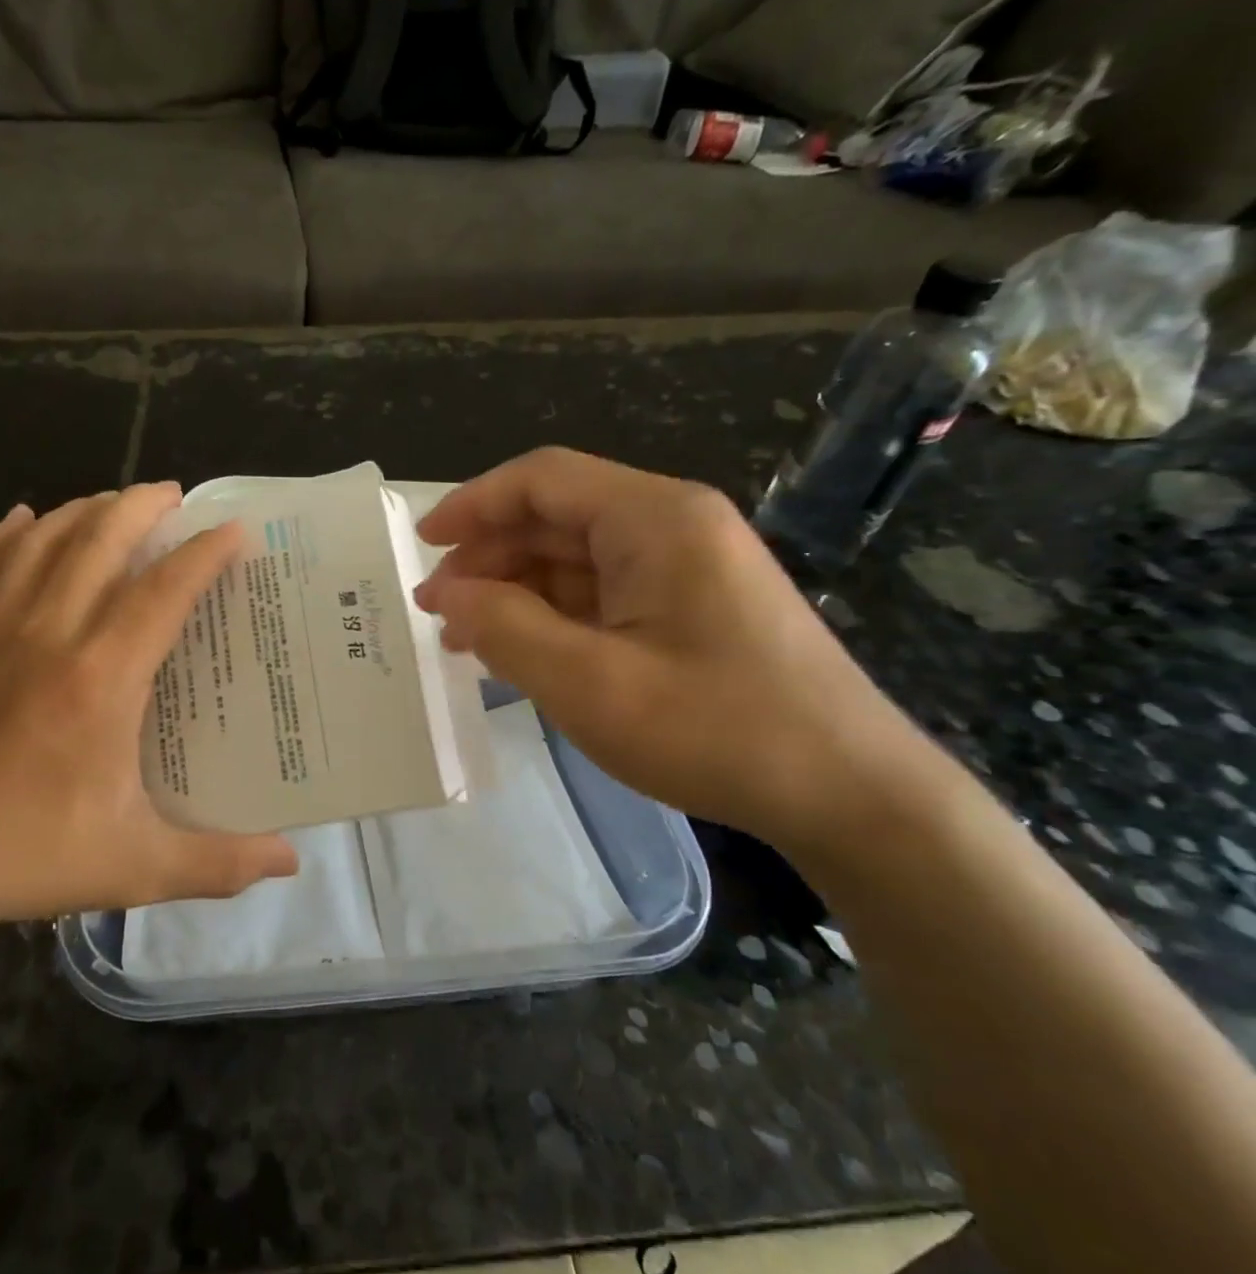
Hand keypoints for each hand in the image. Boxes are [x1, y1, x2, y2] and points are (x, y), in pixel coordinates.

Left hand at [0, 484, 297, 955]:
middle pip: (98, 542)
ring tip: (115, 503)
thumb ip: (218, 863)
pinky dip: (7, 536)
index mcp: (100, 678)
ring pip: (41, 543)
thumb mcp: (134, 867)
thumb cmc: (22, 855)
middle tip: (174, 495)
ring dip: (83, 511)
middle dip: (141, 506)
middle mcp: (49, 636)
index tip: (234, 530)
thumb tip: (292, 863)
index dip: (204, 553)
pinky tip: (24, 520)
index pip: (162, 591)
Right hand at [414, 448, 950, 854]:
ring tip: (466, 637)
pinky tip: (521, 651)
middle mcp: (672, 525)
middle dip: (489, 556)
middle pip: (557, 517)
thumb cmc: (716, 730)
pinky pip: (604, 592)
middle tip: (438, 607)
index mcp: (654, 519)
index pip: (542, 479)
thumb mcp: (588, 683)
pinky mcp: (692, 606)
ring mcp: (687, 567)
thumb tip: (444, 590)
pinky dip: (554, 614)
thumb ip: (503, 626)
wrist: (850, 794)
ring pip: (576, 557)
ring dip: (516, 589)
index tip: (423, 545)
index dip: (473, 503)